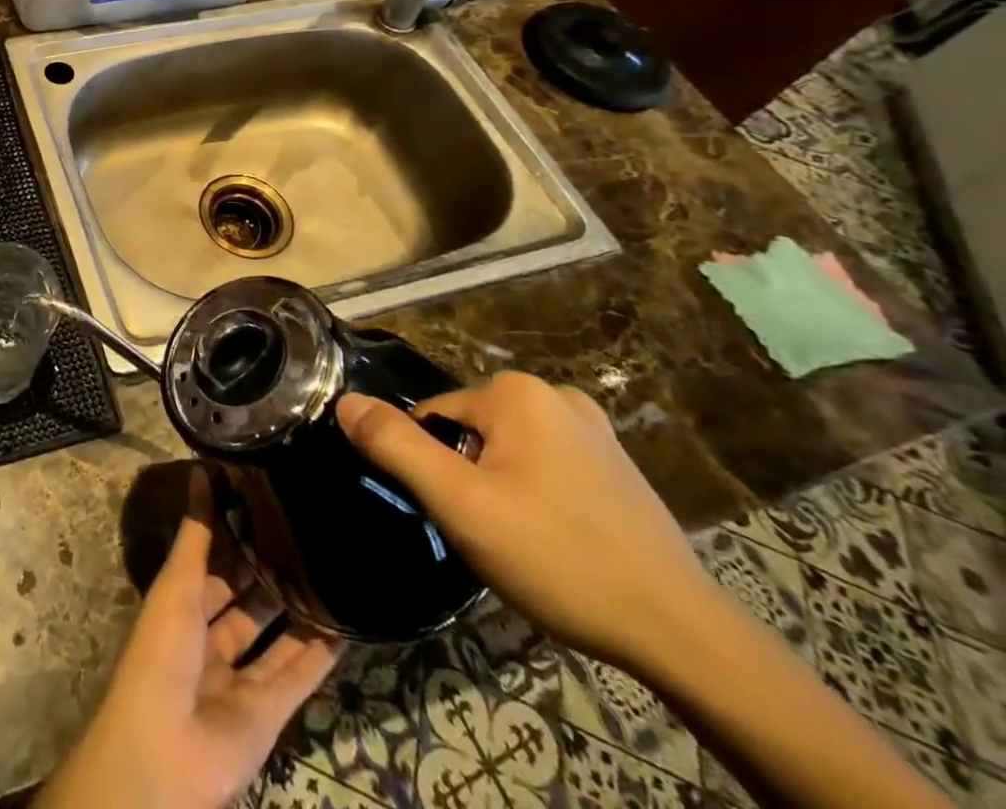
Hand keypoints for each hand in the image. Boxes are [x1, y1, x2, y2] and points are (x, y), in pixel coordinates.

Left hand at [38, 471, 341, 808]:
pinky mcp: (269, 714)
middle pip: (245, 597)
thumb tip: (200, 470)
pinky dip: (320, 654)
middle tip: (308, 529)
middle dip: (270, 568)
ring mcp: (239, 678)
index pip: (212, 561)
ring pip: (275, 635)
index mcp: (181, 605)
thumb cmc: (161, 652)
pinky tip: (346, 623)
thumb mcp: (177, 584)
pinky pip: (297, 677)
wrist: (164, 753)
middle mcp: (209, 638)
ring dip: (299, 607)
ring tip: (332, 566)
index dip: (234, 534)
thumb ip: (196, 533)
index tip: (265, 499)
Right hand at [336, 372, 716, 673]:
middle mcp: (555, 393)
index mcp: (516, 392)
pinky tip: (556, 539)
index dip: (434, 469)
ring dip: (499, 486)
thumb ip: (396, 446)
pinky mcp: (617, 464)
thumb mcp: (460, 504)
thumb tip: (344, 401)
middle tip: (487, 533)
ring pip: (507, 449)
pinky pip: (546, 464)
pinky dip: (536, 493)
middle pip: (471, 430)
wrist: (683, 634)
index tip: (455, 515)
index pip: (434, 416)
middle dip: (466, 476)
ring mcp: (593, 428)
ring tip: (522, 542)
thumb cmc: (558, 557)